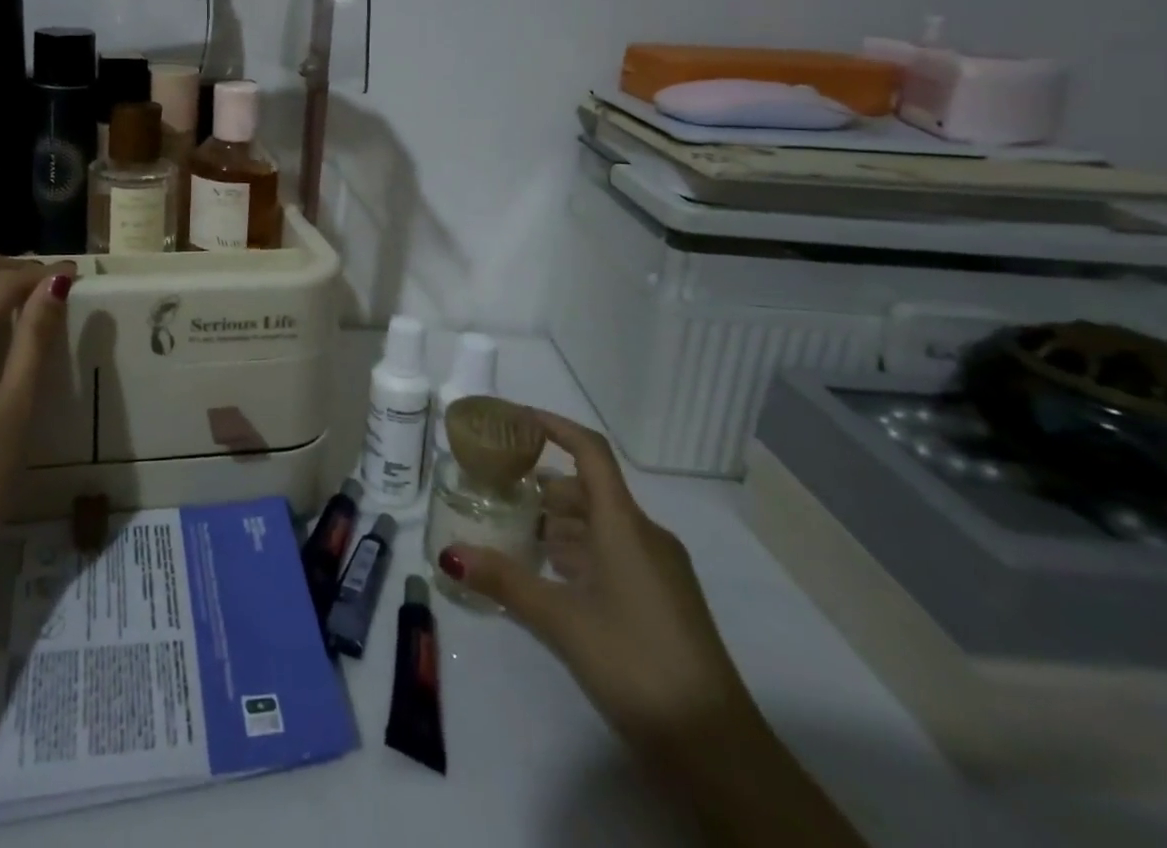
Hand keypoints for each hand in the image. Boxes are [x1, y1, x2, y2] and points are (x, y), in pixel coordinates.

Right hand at [439, 411, 758, 753]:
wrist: (716, 748)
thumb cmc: (635, 661)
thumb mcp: (561, 620)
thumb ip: (504, 581)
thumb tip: (449, 554)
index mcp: (624, 524)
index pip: (590, 452)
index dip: (555, 426)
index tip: (517, 419)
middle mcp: (645, 535)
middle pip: (589, 490)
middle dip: (544, 488)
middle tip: (499, 493)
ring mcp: (659, 569)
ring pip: (601, 525)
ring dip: (559, 524)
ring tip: (515, 535)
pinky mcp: (663, 599)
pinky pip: (615, 554)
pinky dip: (580, 552)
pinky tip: (551, 576)